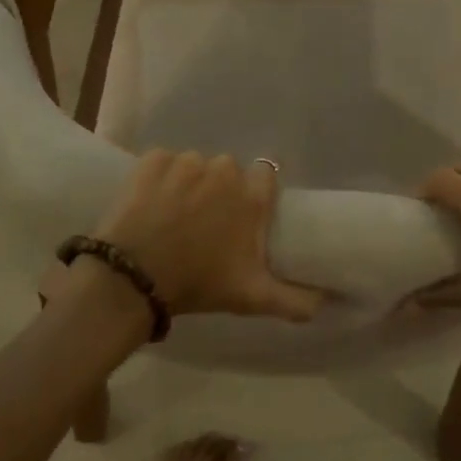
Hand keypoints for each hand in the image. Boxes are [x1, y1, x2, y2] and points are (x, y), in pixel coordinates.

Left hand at [94, 150, 325, 321]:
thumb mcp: (252, 297)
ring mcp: (187, 161)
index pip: (266, 176)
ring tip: (173, 217)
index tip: (242, 216)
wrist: (133, 278)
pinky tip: (151, 204)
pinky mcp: (153, 159)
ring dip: (189, 184)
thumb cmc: (199, 283)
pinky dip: (159, 178)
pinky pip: (163, 163)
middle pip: (228, 171)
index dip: (255, 194)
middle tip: (205, 225)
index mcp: (252, 196)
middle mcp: (225, 169)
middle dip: (220, 192)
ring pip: (195, 166)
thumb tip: (327, 301)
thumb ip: (295, 299)